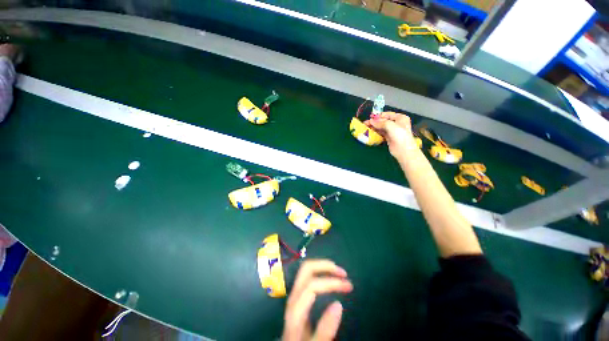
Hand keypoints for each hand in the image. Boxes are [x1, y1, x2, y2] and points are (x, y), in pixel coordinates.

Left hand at [282, 260, 352, 340]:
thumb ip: (325, 329)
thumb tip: (339, 305)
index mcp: (295, 309)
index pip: (312, 286)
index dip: (331, 282)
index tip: (348, 286)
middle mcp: (293, 296)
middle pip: (306, 269)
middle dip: (326, 266)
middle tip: (343, 273)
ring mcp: (294, 292)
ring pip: (306, 269)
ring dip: (323, 267)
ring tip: (338, 272)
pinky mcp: (297, 293)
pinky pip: (307, 274)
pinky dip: (320, 271)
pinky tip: (328, 276)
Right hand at [364, 112, 417, 157]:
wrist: (403, 150)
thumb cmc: (399, 136)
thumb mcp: (390, 126)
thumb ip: (380, 123)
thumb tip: (371, 121)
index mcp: (400, 118)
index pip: (387, 114)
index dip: (378, 115)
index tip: (370, 117)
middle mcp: (397, 123)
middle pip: (383, 121)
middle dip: (375, 122)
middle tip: (366, 123)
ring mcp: (393, 131)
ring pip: (381, 127)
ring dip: (374, 127)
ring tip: (366, 127)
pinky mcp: (389, 137)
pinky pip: (381, 133)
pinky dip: (376, 132)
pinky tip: (370, 132)